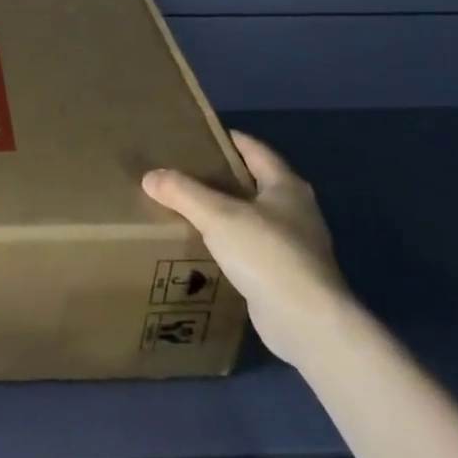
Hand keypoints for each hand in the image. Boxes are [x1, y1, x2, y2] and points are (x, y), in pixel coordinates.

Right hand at [143, 130, 347, 367]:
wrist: (306, 322)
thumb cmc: (267, 254)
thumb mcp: (218, 216)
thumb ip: (183, 193)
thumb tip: (151, 177)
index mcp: (286, 186)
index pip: (255, 150)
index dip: (229, 139)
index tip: (199, 134)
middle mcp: (296, 211)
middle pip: (255, 183)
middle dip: (223, 177)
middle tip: (185, 171)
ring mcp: (295, 246)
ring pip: (253, 218)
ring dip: (226, 213)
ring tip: (188, 208)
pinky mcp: (286, 276)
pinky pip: (252, 249)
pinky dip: (230, 244)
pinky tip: (205, 249)